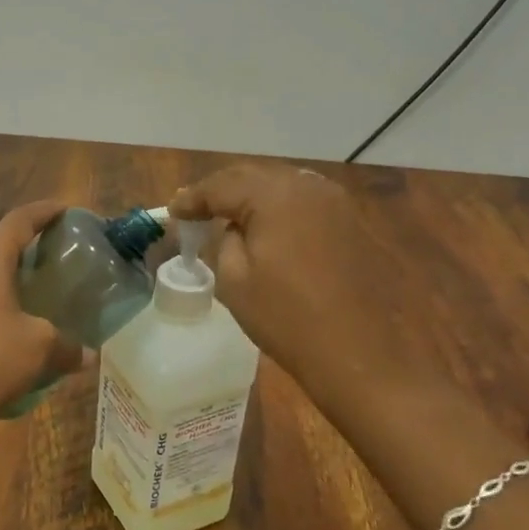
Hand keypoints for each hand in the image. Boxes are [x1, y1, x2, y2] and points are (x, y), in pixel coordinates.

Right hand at [171, 164, 376, 380]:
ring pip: (280, 185)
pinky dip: (278, 208)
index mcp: (275, 195)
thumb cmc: (286, 317)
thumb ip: (224, 239)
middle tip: (194, 210)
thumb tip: (232, 227)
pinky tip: (266, 226)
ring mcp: (335, 202)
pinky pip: (303, 202)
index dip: (192, 198)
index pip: (221, 185)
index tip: (172, 212)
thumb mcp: (235, 279)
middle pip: (252, 177)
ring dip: (250, 196)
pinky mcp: (350, 222)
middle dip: (221, 191)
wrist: (356, 353)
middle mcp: (307, 186)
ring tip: (227, 215)